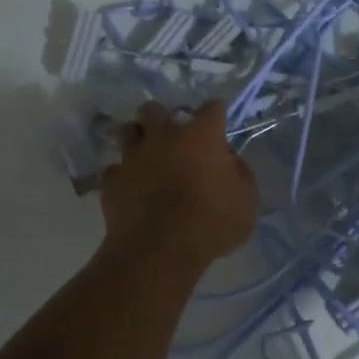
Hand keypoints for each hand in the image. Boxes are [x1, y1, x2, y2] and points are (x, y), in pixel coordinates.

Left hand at [100, 101, 258, 268]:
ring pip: (128, 131)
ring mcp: (133, 156)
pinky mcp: (111, 180)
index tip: (217, 129)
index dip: (215, 116)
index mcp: (201, 136)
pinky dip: (123, 176)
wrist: (160, 251)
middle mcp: (163, 136)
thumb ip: (239, 173)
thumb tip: (227, 161)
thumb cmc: (212, 224)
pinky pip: (114, 169)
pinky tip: (130, 188)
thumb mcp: (247, 201)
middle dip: (163, 118)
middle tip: (173, 139)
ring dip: (138, 139)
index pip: (211, 108)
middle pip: (156, 109)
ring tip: (147, 157)